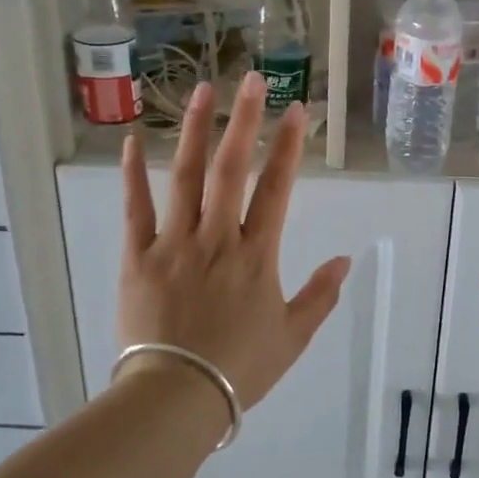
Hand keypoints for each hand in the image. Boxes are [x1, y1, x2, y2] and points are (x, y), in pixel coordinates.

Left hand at [117, 73, 351, 411]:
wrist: (175, 398)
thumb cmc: (238, 369)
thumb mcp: (292, 338)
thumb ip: (320, 296)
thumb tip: (346, 260)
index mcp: (256, 255)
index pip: (276, 188)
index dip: (288, 146)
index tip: (295, 109)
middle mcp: (217, 237)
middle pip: (231, 169)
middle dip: (245, 120)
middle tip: (252, 79)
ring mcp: (174, 243)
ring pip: (185, 177)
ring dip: (196, 131)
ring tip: (202, 91)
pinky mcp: (138, 256)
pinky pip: (136, 208)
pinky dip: (133, 174)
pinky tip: (134, 140)